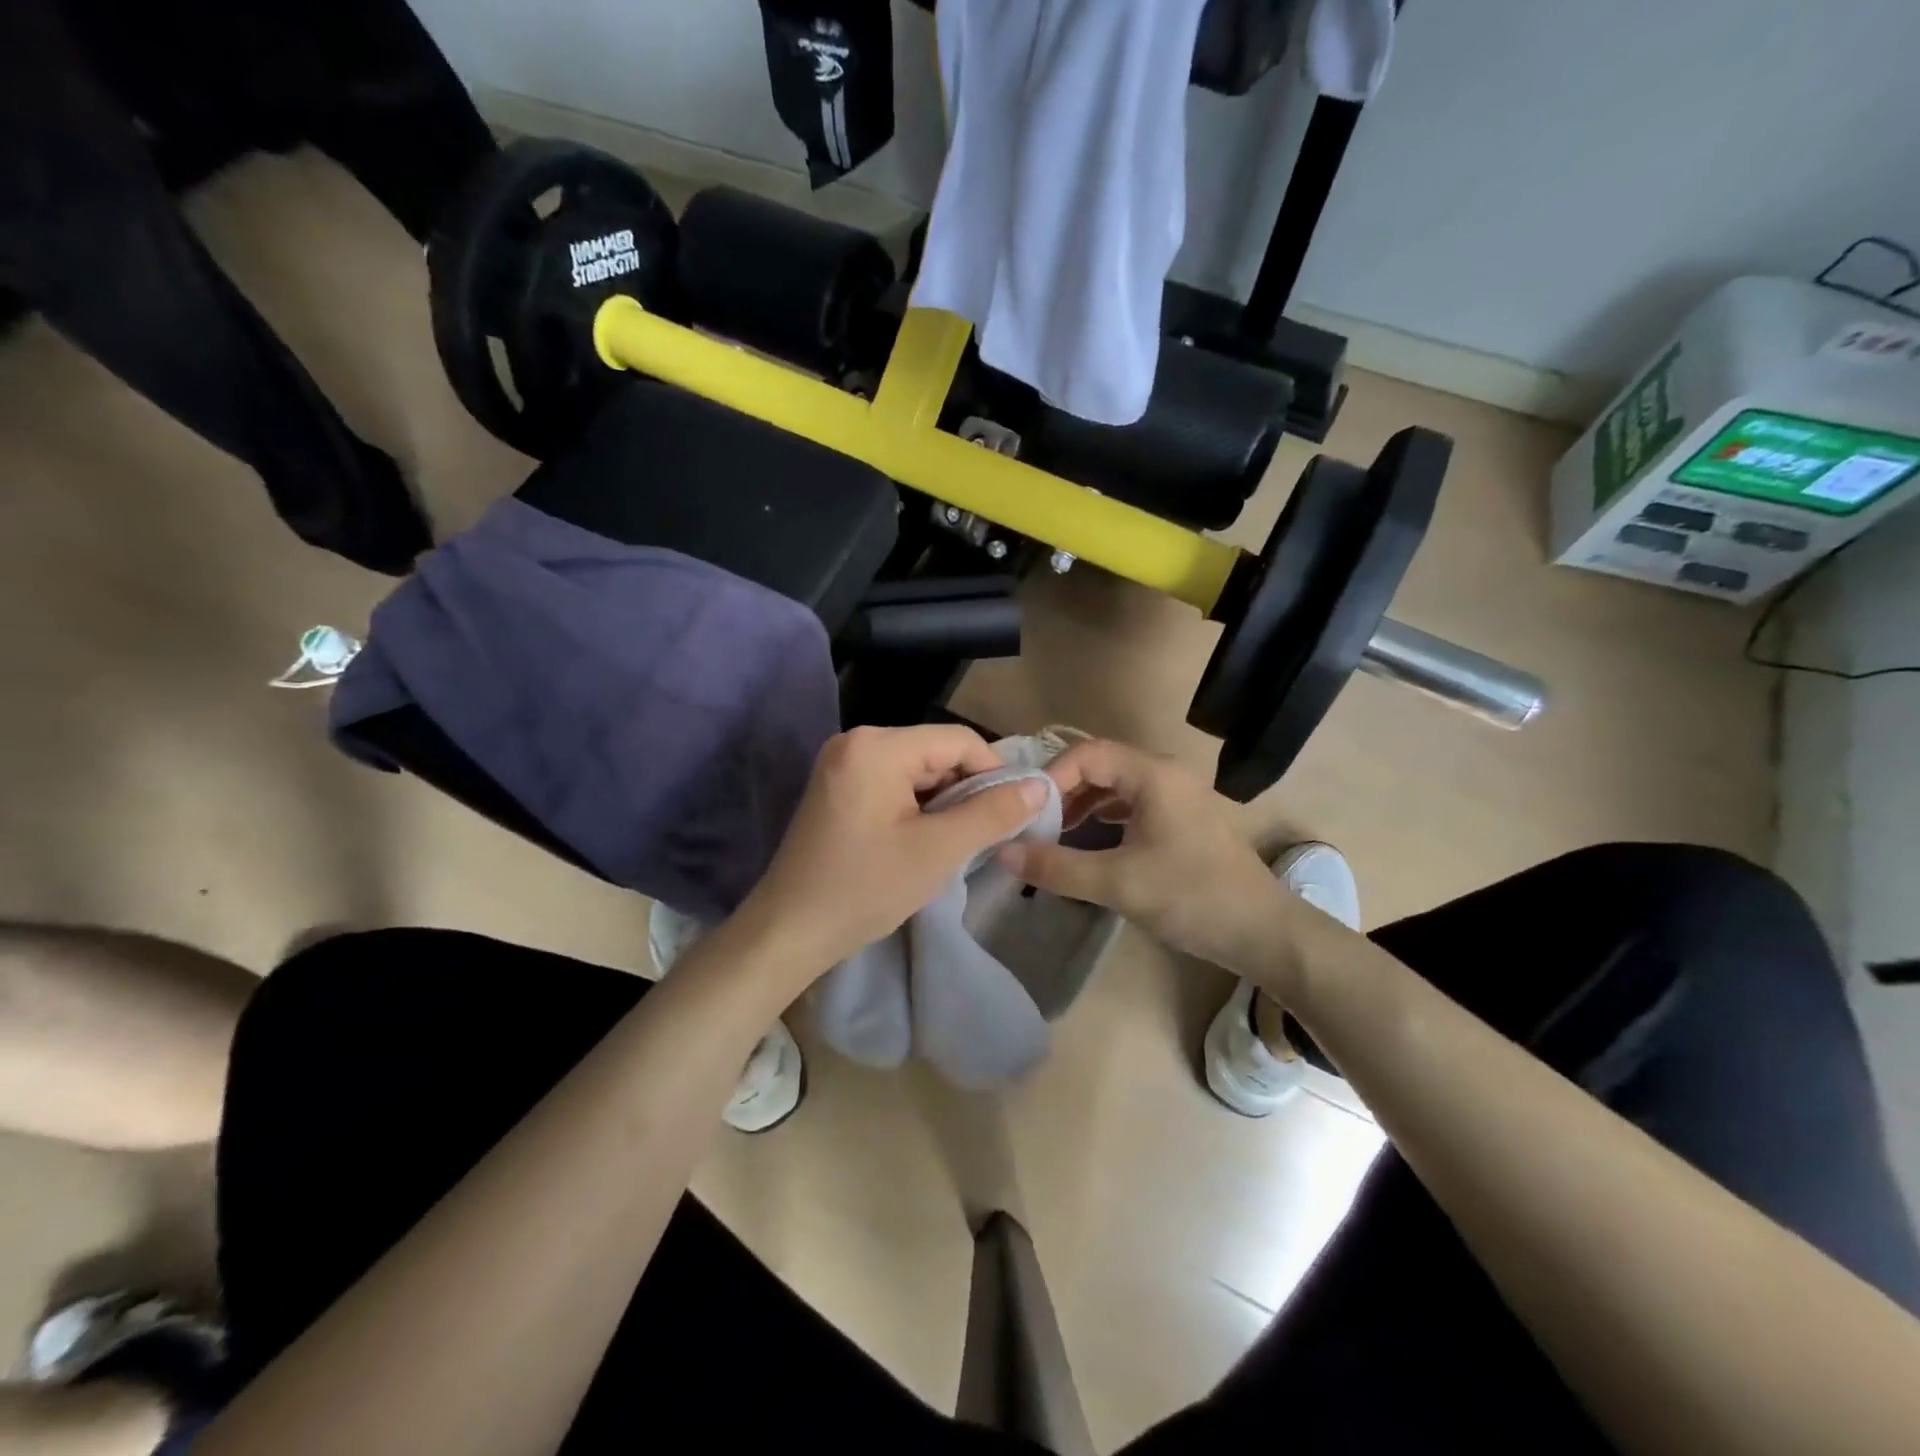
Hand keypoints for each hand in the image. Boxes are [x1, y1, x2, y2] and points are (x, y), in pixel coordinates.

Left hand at [732, 725, 1048, 986]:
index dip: (994, 773)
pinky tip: (924, 838)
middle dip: (967, 789)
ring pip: (916, 768)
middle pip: (935, 751)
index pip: (958, 740)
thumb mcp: (938, 851)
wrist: (788, 931)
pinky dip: (917, 805)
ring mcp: (842, 762)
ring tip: (956, 840)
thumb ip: (992, 814)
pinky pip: (893, 782)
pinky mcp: (837, 785)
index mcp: (877, 746)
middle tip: (986, 833)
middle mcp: (856, 741)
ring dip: (943, 800)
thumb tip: (1038, 787)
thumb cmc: (865, 889)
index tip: (1013, 813)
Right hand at [999, 739, 1291, 974]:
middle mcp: (1166, 774)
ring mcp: (1178, 795)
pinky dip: (1104, 818)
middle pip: (1100, 766)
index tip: (1026, 812)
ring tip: (1053, 836)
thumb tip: (1002, 852)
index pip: (1087, 753)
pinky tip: (1087, 845)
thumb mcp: (1117, 883)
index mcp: (1154, 774)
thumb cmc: (1191, 897)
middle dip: (1063, 792)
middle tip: (1033, 824)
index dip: (1051, 777)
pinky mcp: (1182, 819)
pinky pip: (1132, 805)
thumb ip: (1057, 866)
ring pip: (1116, 786)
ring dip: (1082, 806)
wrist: (1264, 932)